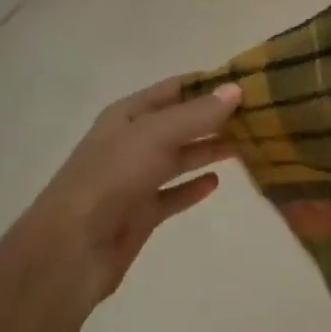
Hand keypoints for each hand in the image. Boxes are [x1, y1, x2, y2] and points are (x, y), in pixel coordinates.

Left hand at [10, 77, 240, 308]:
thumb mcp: (155, 135)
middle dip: (213, 118)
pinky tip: (217, 182)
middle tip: (258, 115)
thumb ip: (197, 114)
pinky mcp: (141, 214)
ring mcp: (135, 179)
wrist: (72, 249)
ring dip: (208, 149)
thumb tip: (235, 88)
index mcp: (127, 115)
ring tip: (248, 143)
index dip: (206, 84)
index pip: (173, 89)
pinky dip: (193, 187)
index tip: (246, 82)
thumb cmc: (111, 178)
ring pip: (179, 158)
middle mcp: (131, 142)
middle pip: (179, 124)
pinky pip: (173, 194)